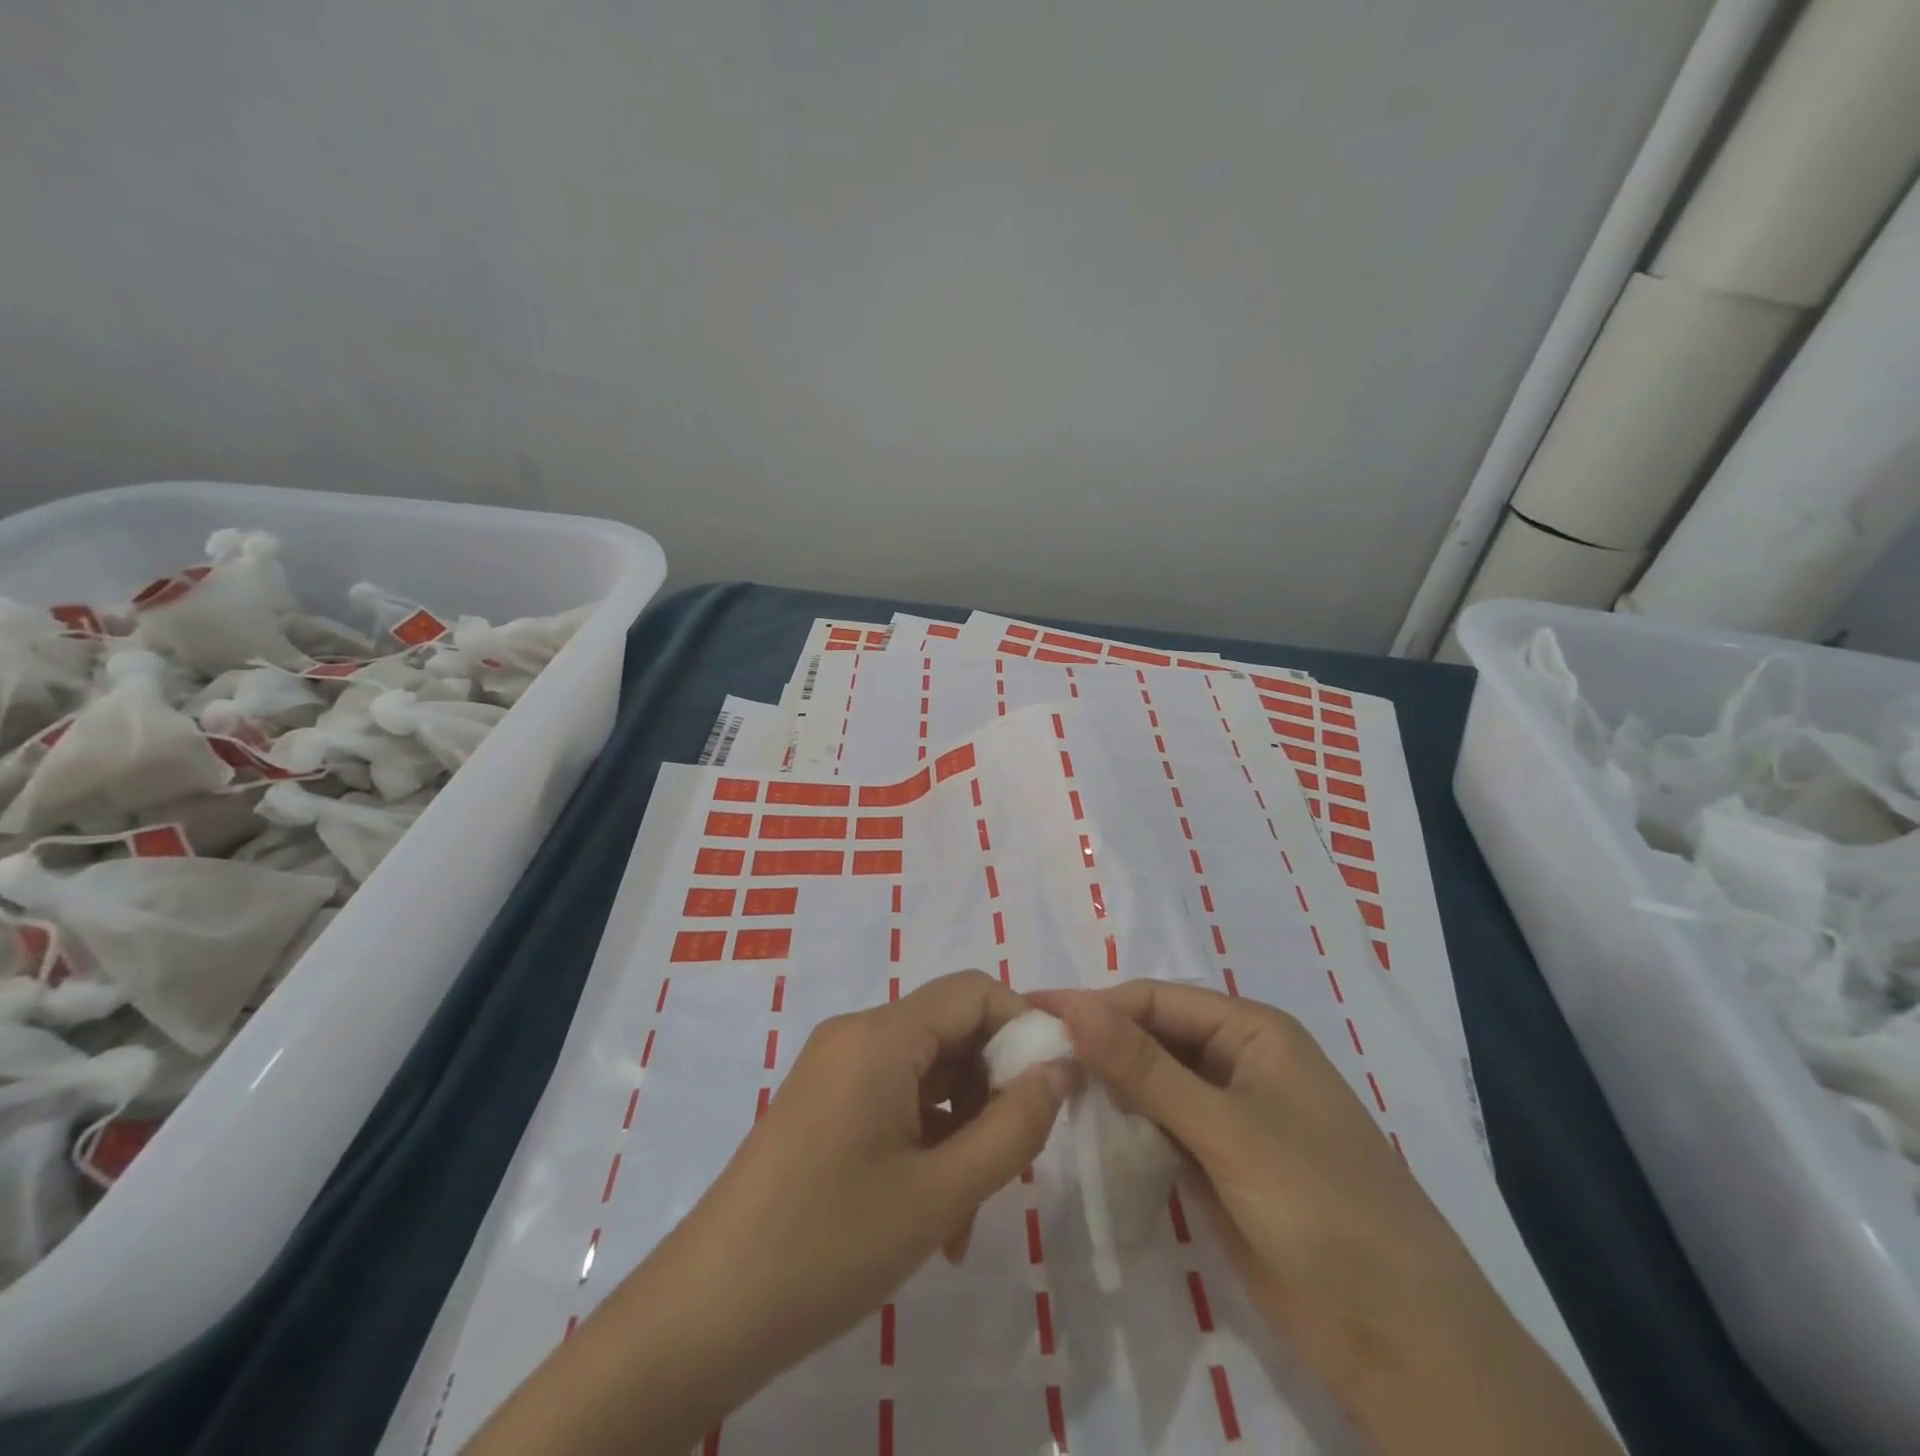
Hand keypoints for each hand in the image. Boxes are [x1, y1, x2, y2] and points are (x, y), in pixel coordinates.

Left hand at [470, 970, 1069, 1455]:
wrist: (706, 1312)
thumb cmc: (830, 1246)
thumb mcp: (941, 1193)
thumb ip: (1014, 1126)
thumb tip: (1061, 1068)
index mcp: (881, 1036)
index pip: (974, 992)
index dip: (1024, 1027)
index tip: (1055, 1089)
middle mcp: (856, 1034)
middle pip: (951, 1030)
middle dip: (993, 1087)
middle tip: (1014, 1160)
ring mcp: (835, 1067)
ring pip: (927, 1070)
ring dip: (962, 1124)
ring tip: (968, 1209)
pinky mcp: (823, 1101)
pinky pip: (894, 1096)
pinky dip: (926, 1136)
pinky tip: (932, 1210)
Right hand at [1035, 981, 1616, 1455]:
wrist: (1400, 1341)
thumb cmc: (1322, 1208)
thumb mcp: (1227, 1129)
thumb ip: (1145, 1068)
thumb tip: (1072, 1004)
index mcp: (1253, 1031)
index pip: (1154, 1000)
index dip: (1093, 1005)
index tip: (1027, 1014)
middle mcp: (1237, 1062)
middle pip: (1150, 1037)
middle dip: (1095, 1045)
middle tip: (1023, 1057)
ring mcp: (1227, 1117)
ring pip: (1151, 1084)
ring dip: (1105, 1087)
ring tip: (1041, 1090)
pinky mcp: (1218, 1165)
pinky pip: (1159, 1129)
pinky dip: (1124, 1128)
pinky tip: (1084, 1132)